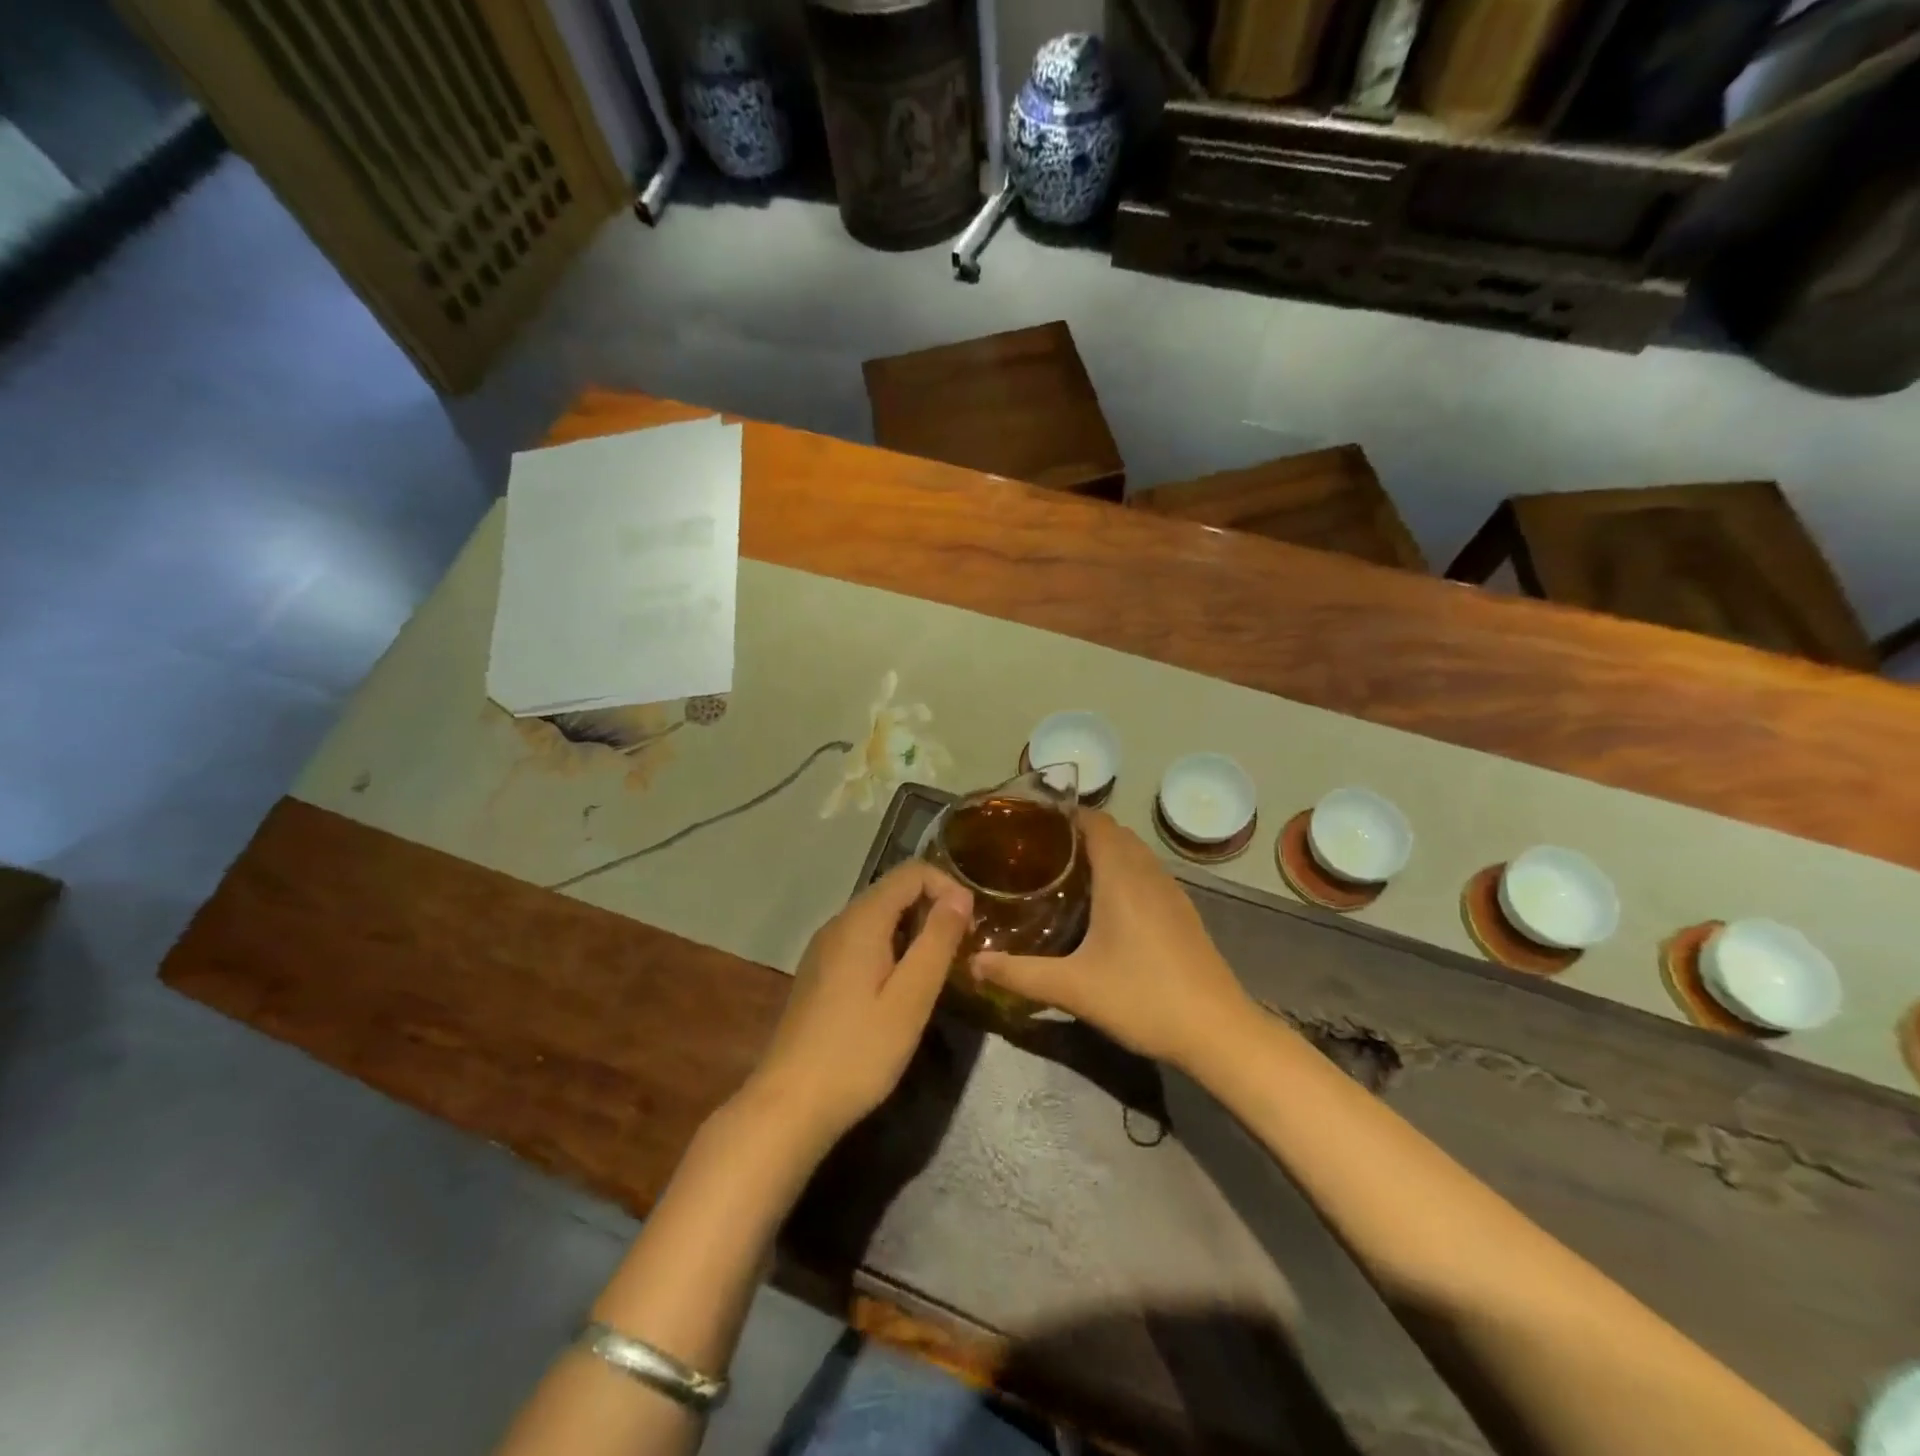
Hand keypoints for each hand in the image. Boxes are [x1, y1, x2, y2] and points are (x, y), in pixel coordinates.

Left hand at [739, 861, 971, 1159]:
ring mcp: (824, 948)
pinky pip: (863, 940)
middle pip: (893, 891)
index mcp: (861, 921)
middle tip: (961, 951)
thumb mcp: (910, 999)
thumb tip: (960, 897)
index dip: (948, 887)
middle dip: (933, 909)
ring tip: (937, 971)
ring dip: (914, 931)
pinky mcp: (819, 973)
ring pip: (879, 917)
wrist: (788, 1105)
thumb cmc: (858, 1052)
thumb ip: (937, 942)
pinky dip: (892, 948)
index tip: (971, 927)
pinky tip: (901, 989)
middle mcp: (839, 923)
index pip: (911, 872)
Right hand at [972, 810, 1250, 1068]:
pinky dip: (1123, 872)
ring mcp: (1171, 892)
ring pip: (1134, 853)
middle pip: (1113, 832)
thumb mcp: (1073, 988)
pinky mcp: (1183, 913)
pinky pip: (1147, 874)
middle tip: (1038, 851)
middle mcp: (1148, 873)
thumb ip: (1019, 973)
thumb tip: (972, 963)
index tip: (1031, 824)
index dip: (1064, 814)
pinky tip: (1105, 906)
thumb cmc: (1143, 998)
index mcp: (1122, 876)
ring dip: (1103, 852)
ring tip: (1065, 873)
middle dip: (1077, 832)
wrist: (1218, 1032)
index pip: (1095, 820)